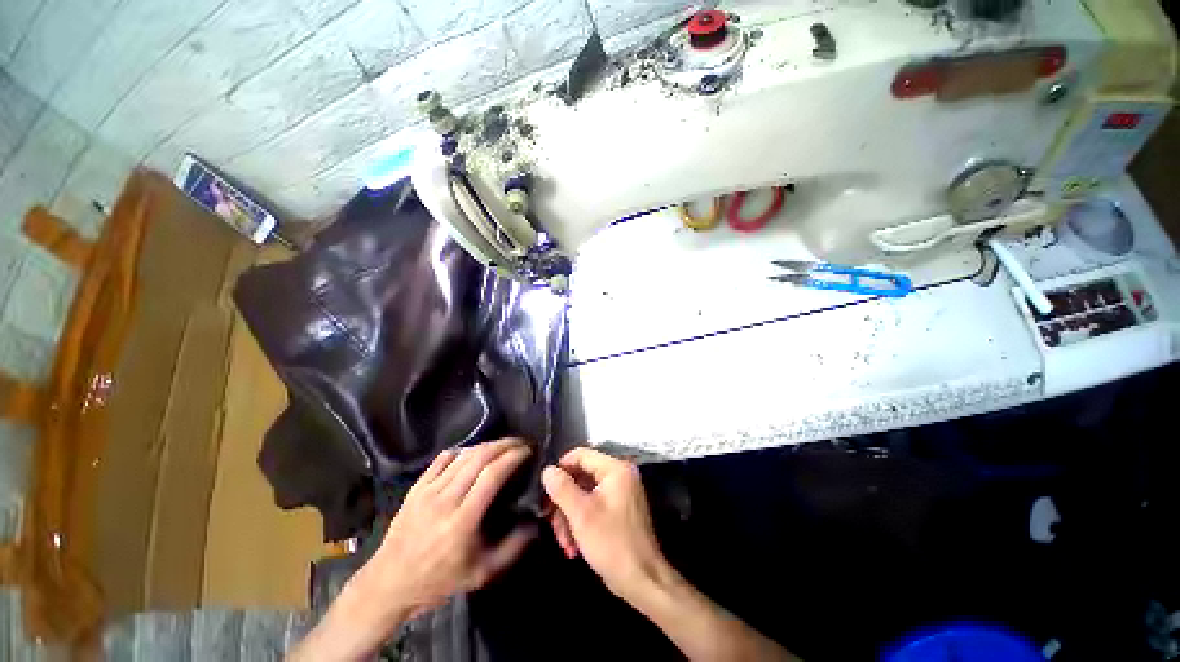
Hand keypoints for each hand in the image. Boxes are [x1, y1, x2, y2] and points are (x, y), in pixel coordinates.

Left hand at [352, 438, 535, 617]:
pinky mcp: (416, 488)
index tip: (528, 451)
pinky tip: (473, 453)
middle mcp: (445, 500)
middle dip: (505, 444)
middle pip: (480, 458)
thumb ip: (512, 549)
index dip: (513, 457)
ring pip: (463, 455)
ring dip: (488, 445)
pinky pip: (443, 459)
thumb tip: (536, 523)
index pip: (492, 475)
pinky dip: (463, 450)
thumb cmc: (438, 581)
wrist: (389, 584)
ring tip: (503, 445)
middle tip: (521, 443)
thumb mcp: (481, 574)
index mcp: (462, 521)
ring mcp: (428, 491)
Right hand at [542, 447, 666, 600]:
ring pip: (584, 495)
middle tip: (550, 522)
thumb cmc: (612, 544)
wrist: (642, 581)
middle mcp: (619, 476)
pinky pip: (593, 507)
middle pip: (581, 477)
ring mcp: (620, 493)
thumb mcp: (581, 514)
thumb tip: (548, 470)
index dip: (561, 468)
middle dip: (564, 502)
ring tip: (564, 543)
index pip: (581, 455)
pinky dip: (581, 523)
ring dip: (569, 517)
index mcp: (615, 469)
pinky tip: (573, 547)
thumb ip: (562, 489)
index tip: (544, 489)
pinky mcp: (618, 511)